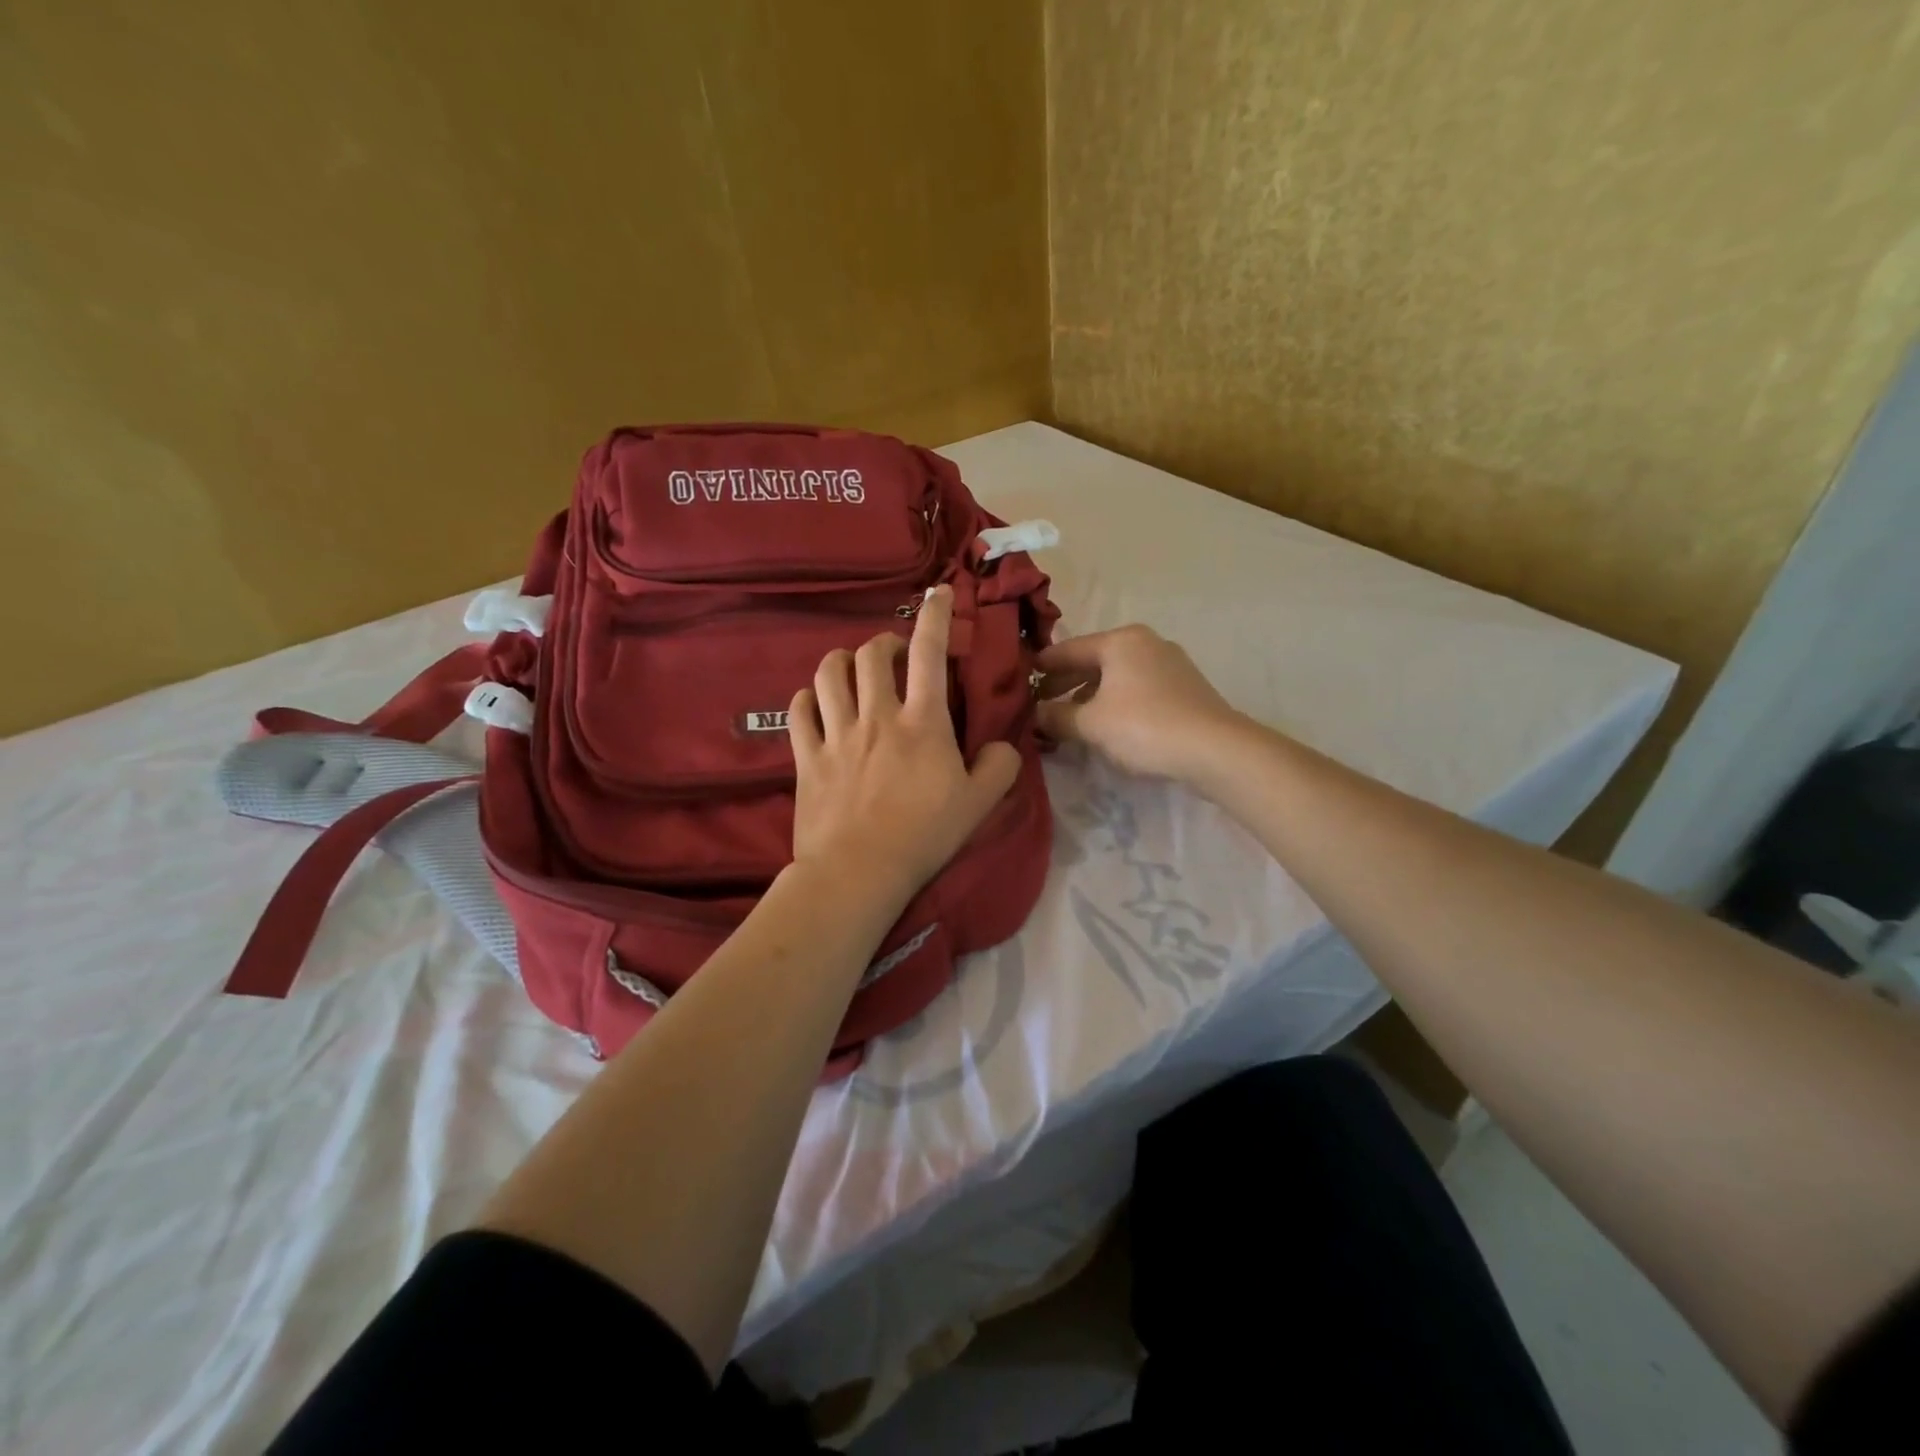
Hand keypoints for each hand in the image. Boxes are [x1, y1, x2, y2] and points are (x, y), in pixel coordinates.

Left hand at [788, 585, 1021, 907]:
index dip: (935, 616)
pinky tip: (814, 701)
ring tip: (851, 668)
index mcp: (922, 722)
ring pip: (828, 674)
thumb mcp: (979, 804)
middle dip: (883, 643)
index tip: (938, 593)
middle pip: (870, 655)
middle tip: (893, 655)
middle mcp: (877, 716)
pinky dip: (806, 698)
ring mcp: (837, 734)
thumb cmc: (924, 836)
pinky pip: (798, 712)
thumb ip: (999, 767)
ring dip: (840, 661)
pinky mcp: (807, 757)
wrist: (859, 871)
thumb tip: (1003, 745)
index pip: (928, 653)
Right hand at [1035, 625, 1246, 781]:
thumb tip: (1036, 713)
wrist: (1215, 749)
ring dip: (1091, 695)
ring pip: (1117, 676)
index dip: (1042, 665)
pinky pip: (1137, 688)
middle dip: (1066, 683)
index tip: (1021, 678)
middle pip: (1094, 660)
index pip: (1068, 649)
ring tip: (1071, 718)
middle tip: (1041, 703)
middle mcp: (1145, 643)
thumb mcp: (1090, 724)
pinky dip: (1116, 701)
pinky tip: (1108, 724)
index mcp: (1120, 641)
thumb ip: (1057, 716)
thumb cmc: (1144, 727)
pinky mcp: (1185, 687)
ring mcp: (1170, 663)